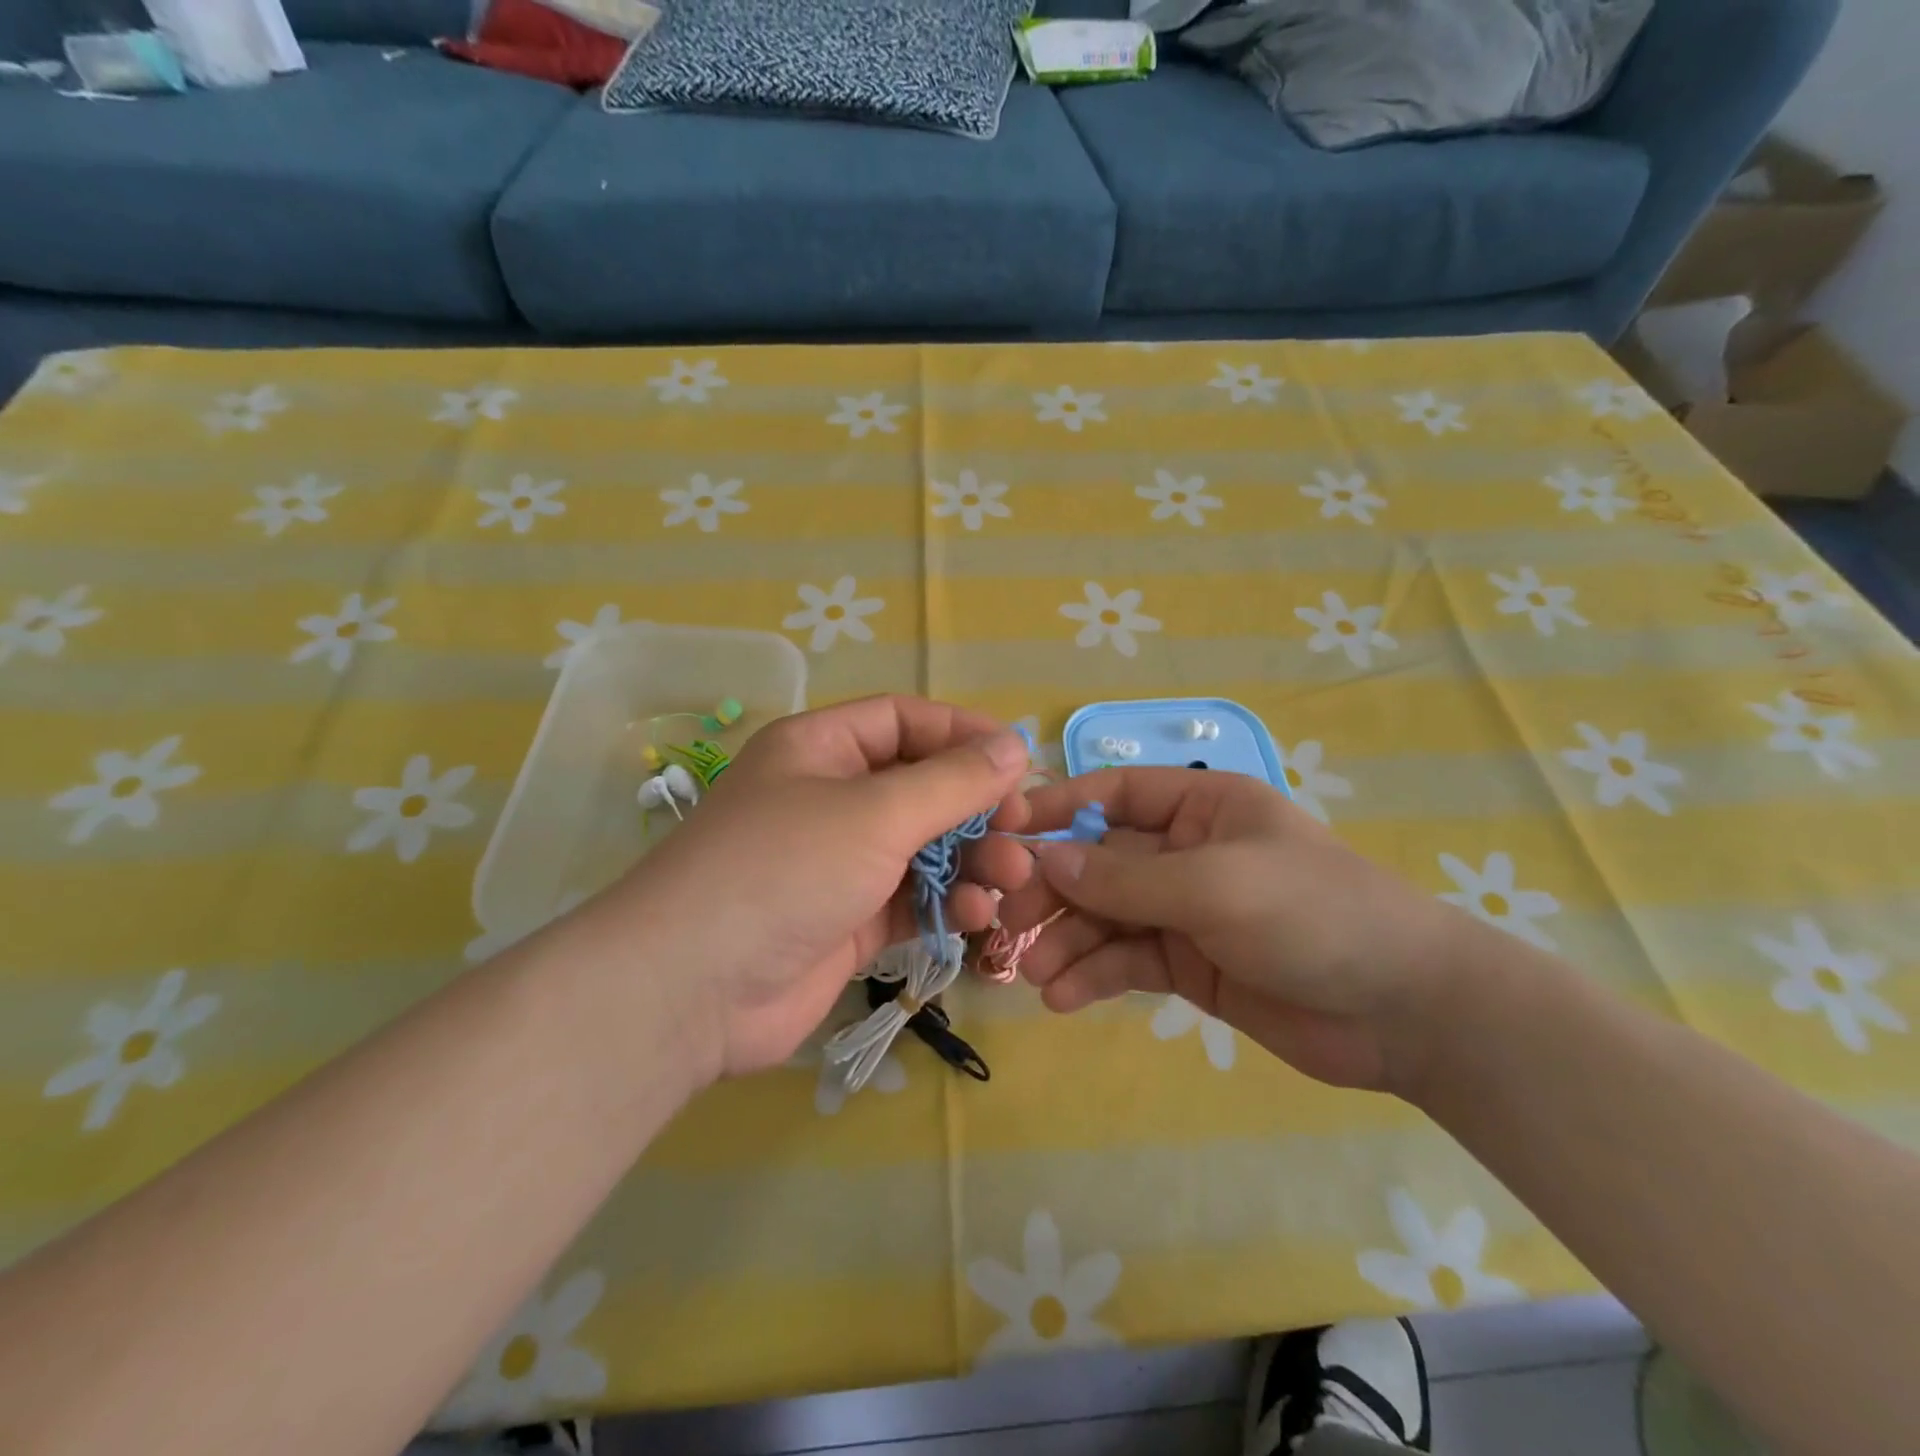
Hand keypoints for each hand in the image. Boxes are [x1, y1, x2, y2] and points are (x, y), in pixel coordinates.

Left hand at [592, 696, 1035, 1081]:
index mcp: (820, 748)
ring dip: (970, 860)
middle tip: (1022, 832)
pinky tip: (976, 917)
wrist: (693, 988)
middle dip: (975, 808)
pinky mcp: (847, 920)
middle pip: (920, 787)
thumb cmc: (785, 869)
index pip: (903, 720)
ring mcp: (837, 863)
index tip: (1017, 761)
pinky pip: (910, 899)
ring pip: (922, 848)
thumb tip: (1015, 746)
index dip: (962, 734)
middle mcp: (829, 798)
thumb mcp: (875, 813)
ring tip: (1010, 879)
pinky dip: (945, 904)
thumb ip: (951, 781)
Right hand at [998, 768, 1472, 1092]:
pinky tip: (1063, 996)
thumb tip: (1043, 859)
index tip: (1002, 833)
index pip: (1111, 794)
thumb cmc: (1312, 915)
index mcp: (1199, 806)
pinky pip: (1125, 960)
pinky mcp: (1186, 964)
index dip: (1056, 809)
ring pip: (1105, 915)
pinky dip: (1093, 975)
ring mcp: (1183, 910)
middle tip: (1012, 921)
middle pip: (1098, 861)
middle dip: (1055, 889)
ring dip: (1067, 940)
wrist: (1402, 1012)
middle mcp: (1184, 851)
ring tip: (1036, 973)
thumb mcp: (1214, 885)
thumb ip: (1125, 877)